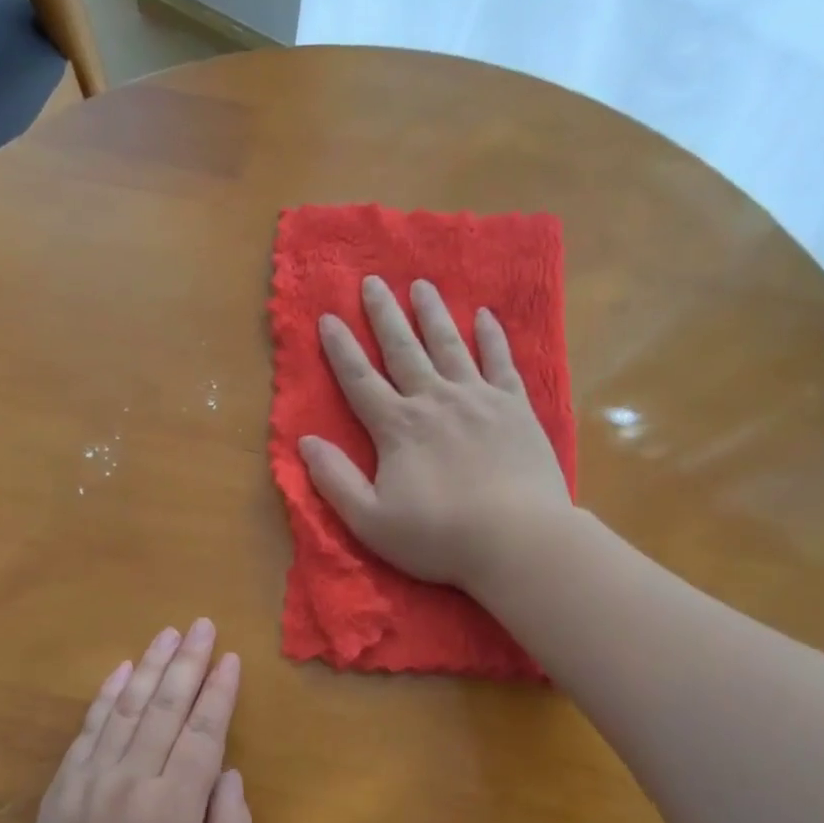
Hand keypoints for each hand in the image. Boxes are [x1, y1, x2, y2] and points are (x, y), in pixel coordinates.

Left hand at [13, 621, 253, 822]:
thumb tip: (228, 775)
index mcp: (173, 810)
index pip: (202, 734)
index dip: (219, 693)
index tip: (230, 658)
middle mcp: (131, 783)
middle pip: (165, 709)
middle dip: (187, 663)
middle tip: (201, 625)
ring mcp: (90, 783)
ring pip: (126, 710)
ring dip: (148, 668)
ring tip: (166, 634)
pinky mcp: (63, 790)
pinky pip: (87, 731)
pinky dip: (105, 697)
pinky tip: (119, 672)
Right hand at [299, 276, 572, 587]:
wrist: (518, 541)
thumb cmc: (439, 536)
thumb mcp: (370, 520)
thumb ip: (335, 479)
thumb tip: (305, 442)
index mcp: (397, 427)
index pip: (360, 379)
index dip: (341, 348)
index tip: (328, 317)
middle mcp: (434, 400)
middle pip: (404, 350)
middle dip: (384, 315)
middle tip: (372, 282)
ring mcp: (478, 399)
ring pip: (449, 345)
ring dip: (432, 314)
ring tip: (421, 285)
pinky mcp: (515, 408)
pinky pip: (501, 362)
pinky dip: (492, 338)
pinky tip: (485, 317)